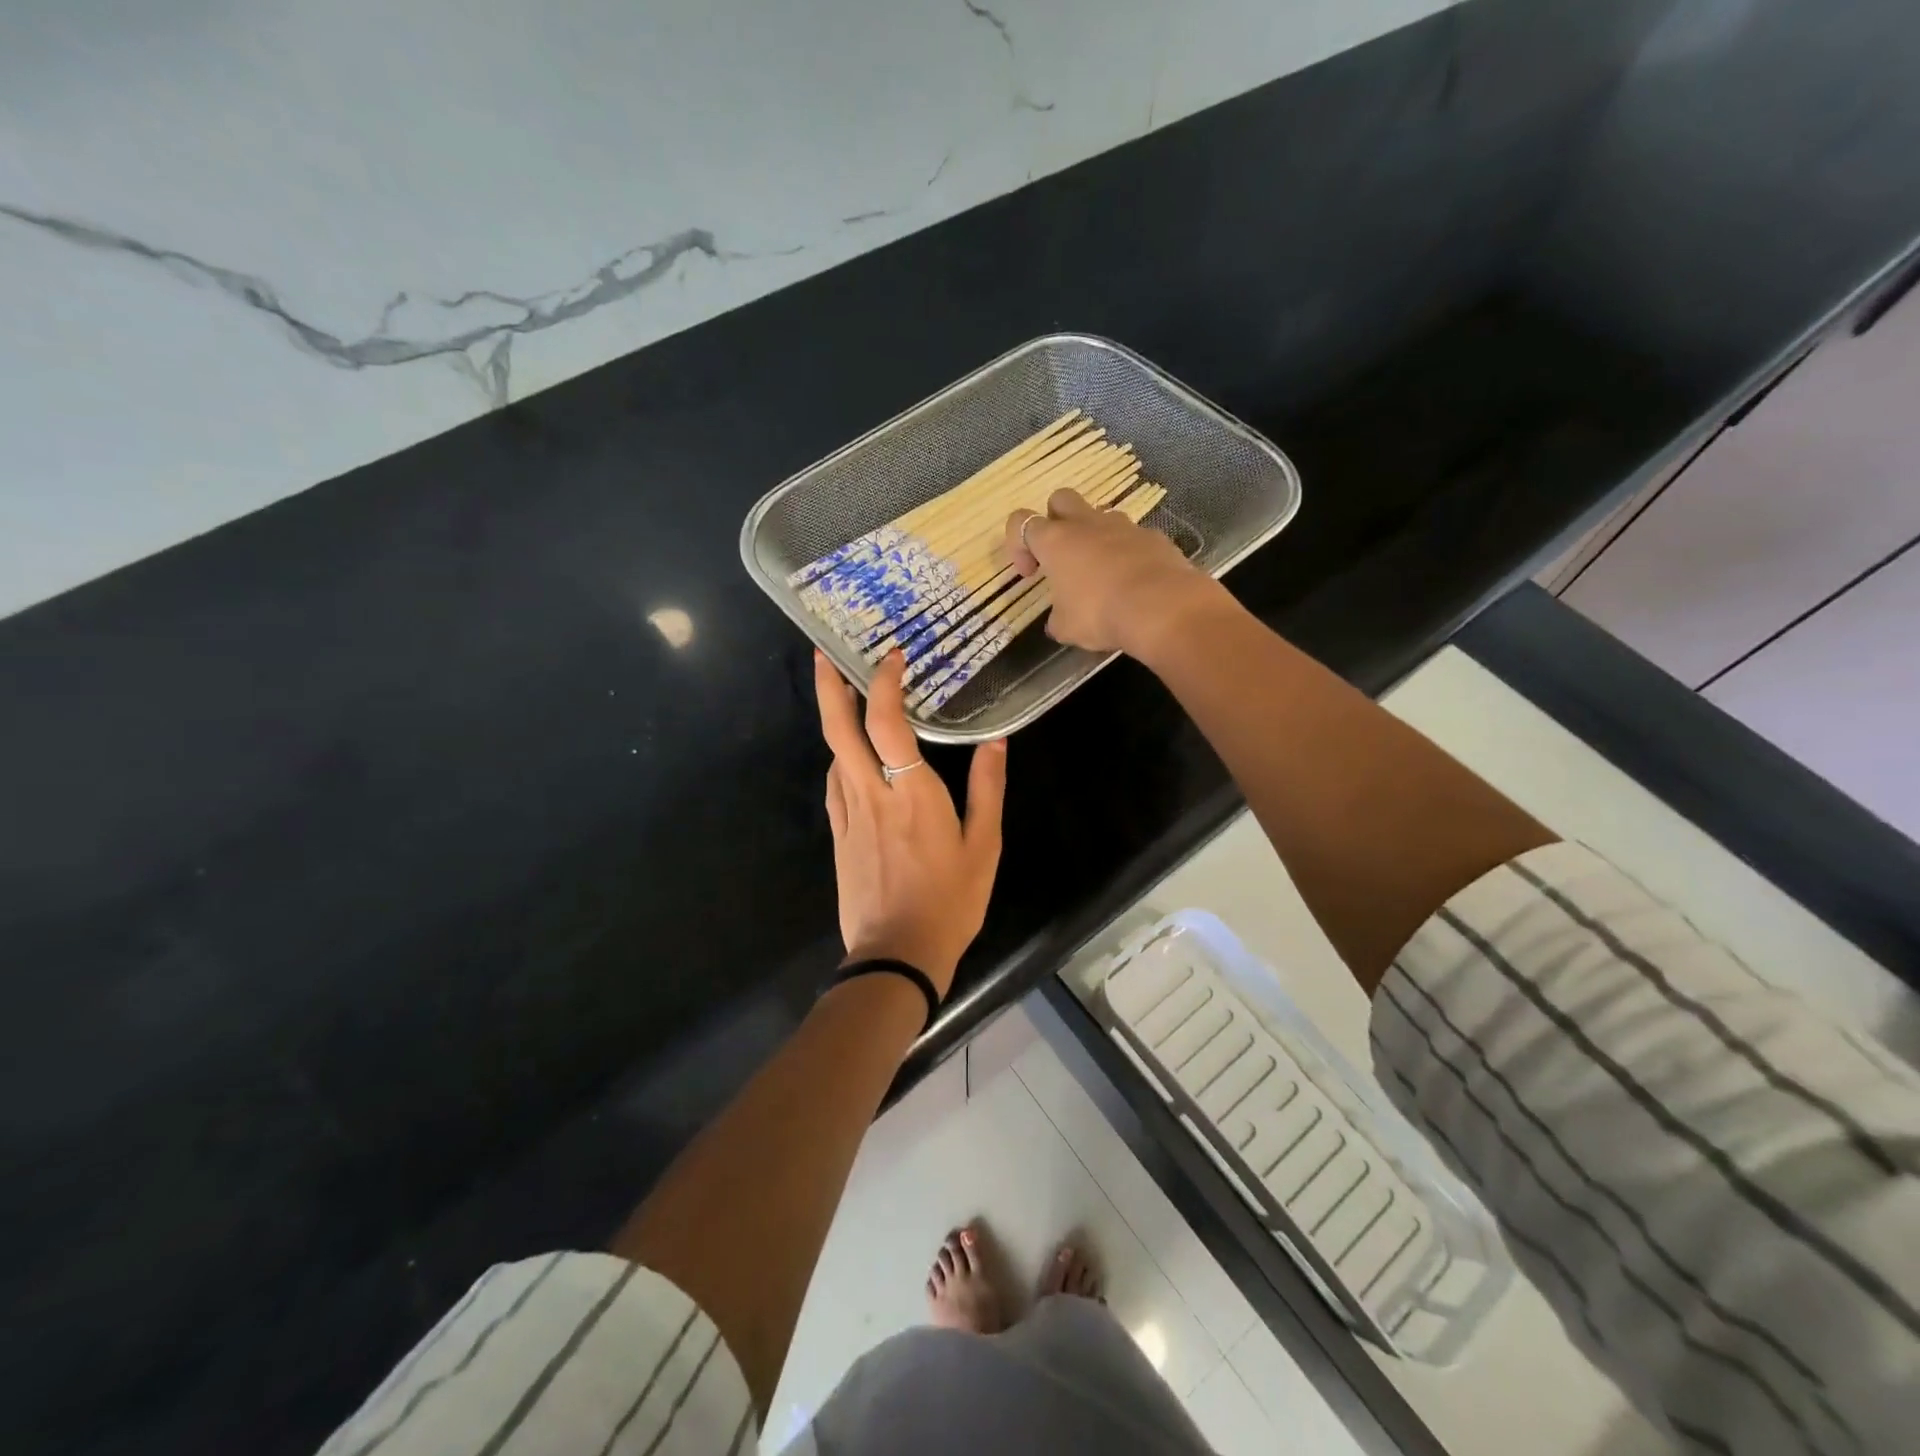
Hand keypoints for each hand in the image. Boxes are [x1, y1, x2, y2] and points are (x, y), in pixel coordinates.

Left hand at [813, 649, 1005, 993]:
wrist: (897, 955)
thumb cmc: (950, 901)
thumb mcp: (984, 847)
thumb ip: (987, 790)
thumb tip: (995, 743)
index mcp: (912, 794)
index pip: (889, 725)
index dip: (885, 685)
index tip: (892, 657)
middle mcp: (873, 795)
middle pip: (840, 731)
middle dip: (828, 688)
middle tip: (822, 655)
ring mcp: (849, 816)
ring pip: (833, 755)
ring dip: (834, 719)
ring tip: (841, 694)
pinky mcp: (838, 836)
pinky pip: (834, 786)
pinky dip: (839, 759)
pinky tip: (848, 757)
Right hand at [1006, 489, 1225, 658]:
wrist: (1162, 608)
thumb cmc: (1100, 614)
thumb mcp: (1066, 628)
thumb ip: (1057, 618)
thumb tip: (1059, 620)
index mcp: (1055, 541)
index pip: (1021, 522)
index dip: (1018, 545)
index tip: (1030, 574)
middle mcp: (1087, 524)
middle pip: (1061, 499)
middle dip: (1055, 521)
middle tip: (1062, 557)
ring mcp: (1124, 526)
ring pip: (1100, 517)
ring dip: (1094, 538)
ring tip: (1101, 575)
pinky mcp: (1154, 537)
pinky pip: (1133, 538)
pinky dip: (1127, 554)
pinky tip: (1134, 584)